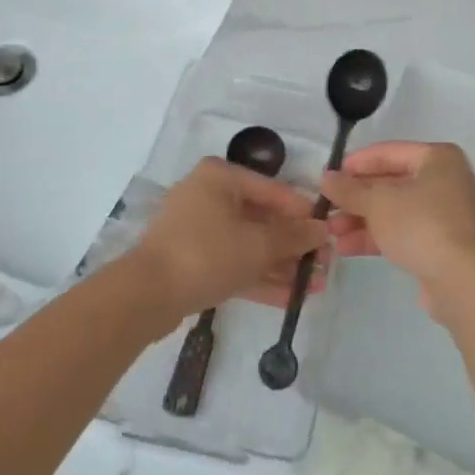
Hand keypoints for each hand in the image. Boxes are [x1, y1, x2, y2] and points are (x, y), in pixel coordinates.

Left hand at [129, 158, 330, 320]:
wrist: (146, 296)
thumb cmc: (207, 253)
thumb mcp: (258, 244)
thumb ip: (294, 236)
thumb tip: (323, 230)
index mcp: (220, 177)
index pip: (273, 190)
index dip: (303, 213)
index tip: (329, 232)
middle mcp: (208, 196)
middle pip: (261, 219)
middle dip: (294, 245)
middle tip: (324, 263)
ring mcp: (198, 230)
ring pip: (249, 245)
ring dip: (282, 265)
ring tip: (315, 285)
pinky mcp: (192, 262)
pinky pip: (233, 263)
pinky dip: (260, 277)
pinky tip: (291, 297)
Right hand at [321, 141, 474, 319]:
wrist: (464, 280)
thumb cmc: (422, 224)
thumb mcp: (378, 202)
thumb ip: (350, 190)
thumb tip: (326, 178)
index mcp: (438, 158)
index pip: (389, 152)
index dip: (357, 163)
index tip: (329, 177)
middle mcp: (445, 181)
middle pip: (391, 183)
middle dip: (357, 198)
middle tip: (326, 209)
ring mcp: (446, 215)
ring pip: (395, 211)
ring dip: (362, 220)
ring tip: (331, 233)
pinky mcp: (442, 245)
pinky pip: (404, 233)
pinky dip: (378, 237)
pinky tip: (347, 248)